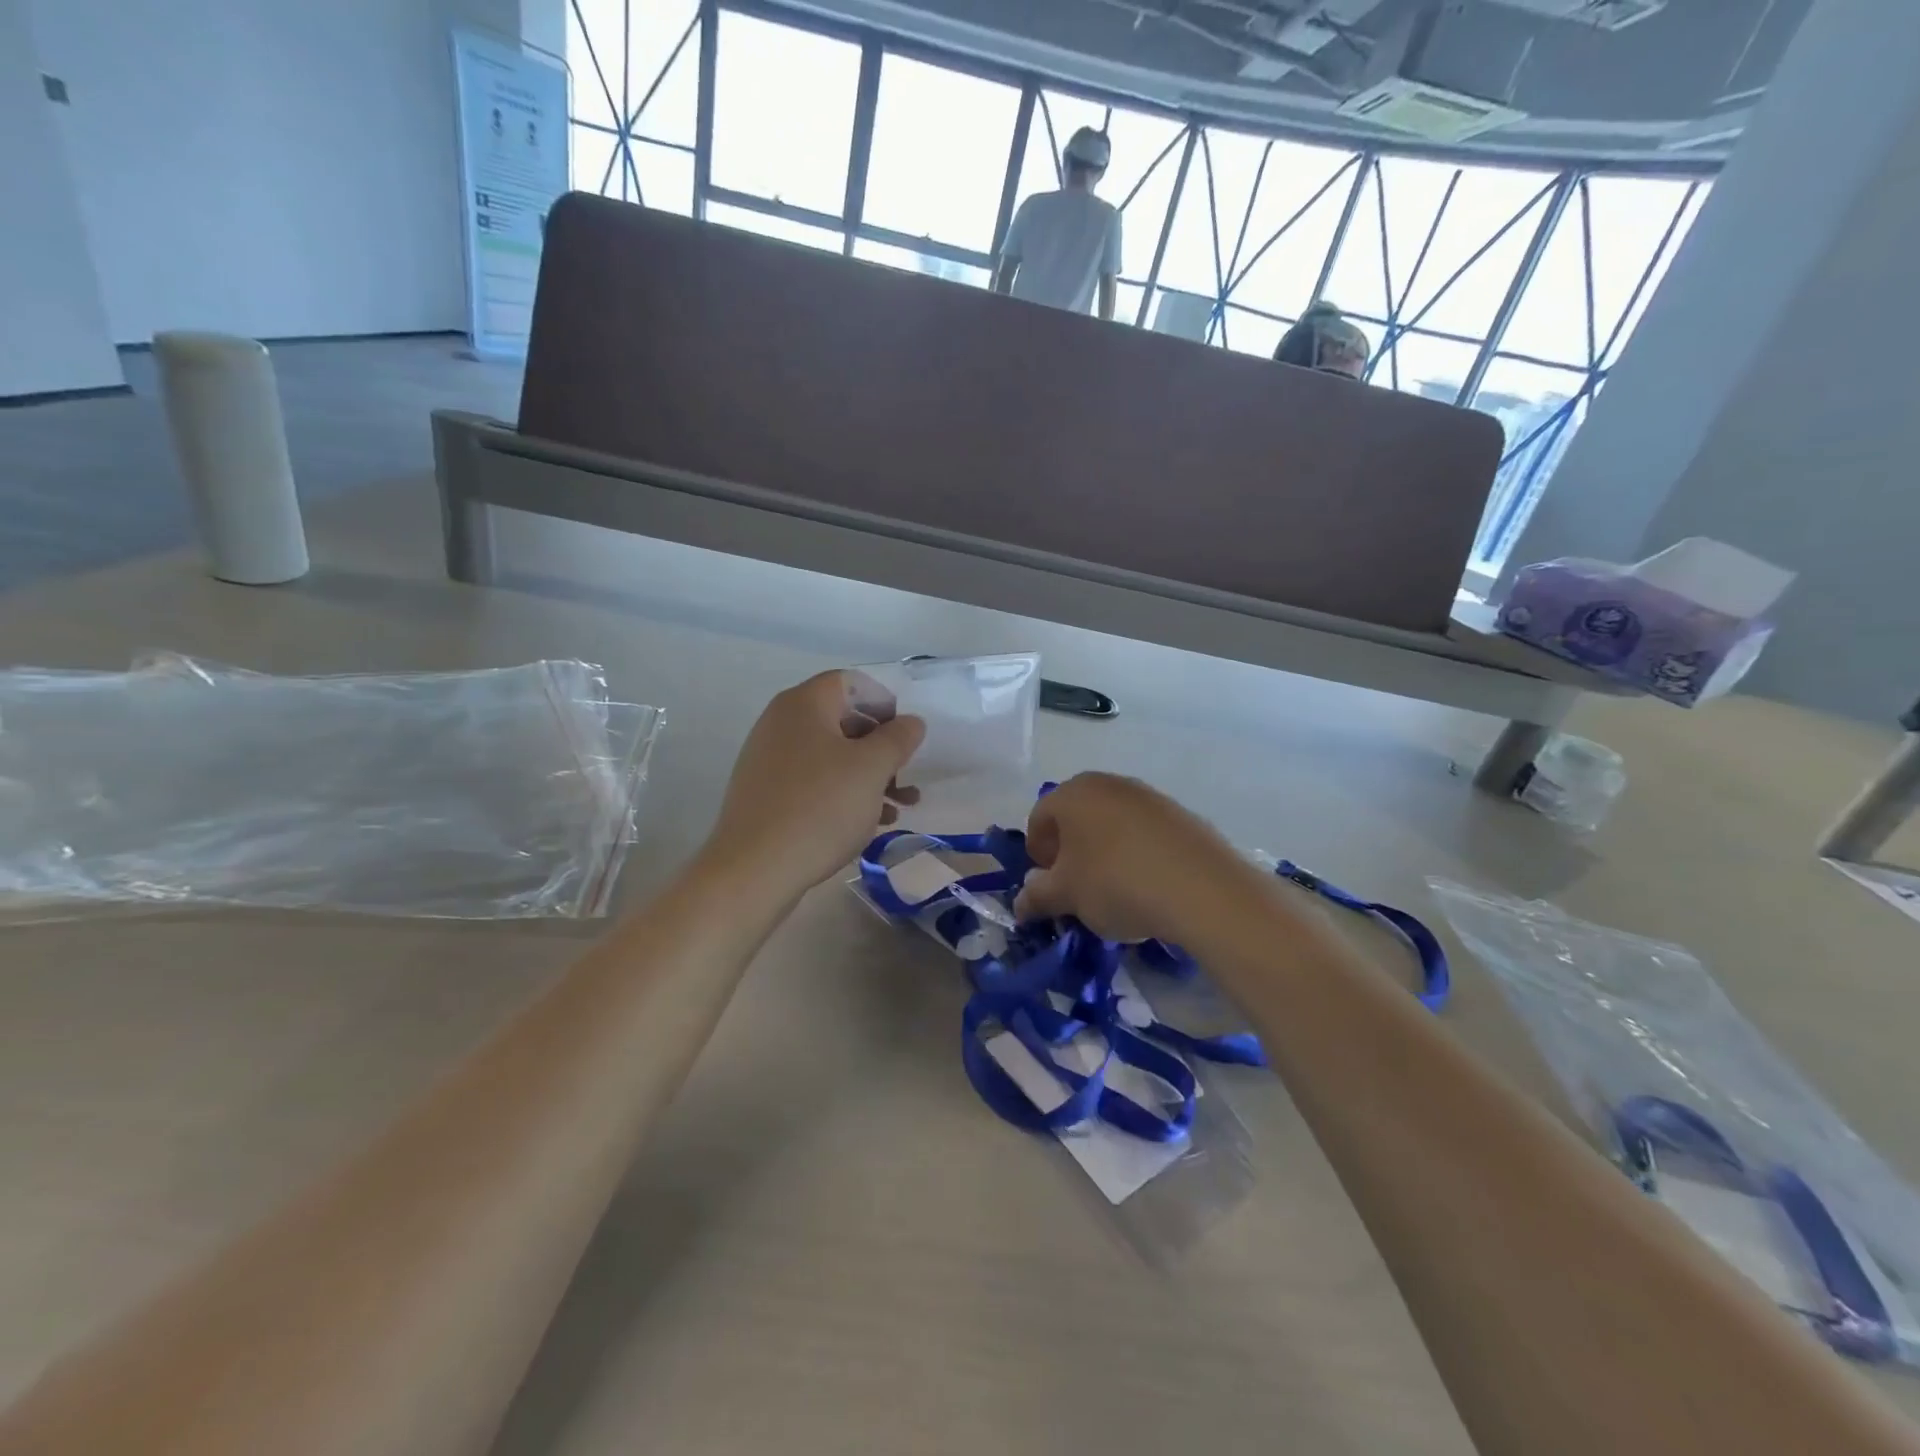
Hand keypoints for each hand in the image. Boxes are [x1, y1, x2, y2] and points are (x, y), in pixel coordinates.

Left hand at [707, 671, 924, 895]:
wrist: (755, 870)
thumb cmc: (820, 808)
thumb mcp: (871, 769)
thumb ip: (898, 739)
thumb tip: (911, 722)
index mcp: (803, 704)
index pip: (850, 683)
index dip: (883, 702)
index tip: (906, 734)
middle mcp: (780, 724)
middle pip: (842, 721)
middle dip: (881, 748)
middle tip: (907, 776)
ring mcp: (768, 760)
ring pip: (831, 757)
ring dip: (869, 777)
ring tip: (898, 808)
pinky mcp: (765, 795)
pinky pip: (813, 782)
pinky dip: (843, 794)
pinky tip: (867, 825)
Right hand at [1013, 773, 1246, 942]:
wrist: (1201, 889)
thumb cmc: (1115, 883)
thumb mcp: (1066, 896)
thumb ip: (1036, 897)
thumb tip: (1020, 903)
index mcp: (1072, 793)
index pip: (1039, 818)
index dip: (1037, 853)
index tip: (1047, 884)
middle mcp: (1109, 784)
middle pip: (1076, 816)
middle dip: (1069, 851)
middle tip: (1075, 886)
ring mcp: (1148, 796)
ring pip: (1111, 824)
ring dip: (1103, 852)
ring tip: (1113, 890)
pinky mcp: (1181, 814)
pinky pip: (1144, 833)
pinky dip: (1136, 854)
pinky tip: (1146, 885)